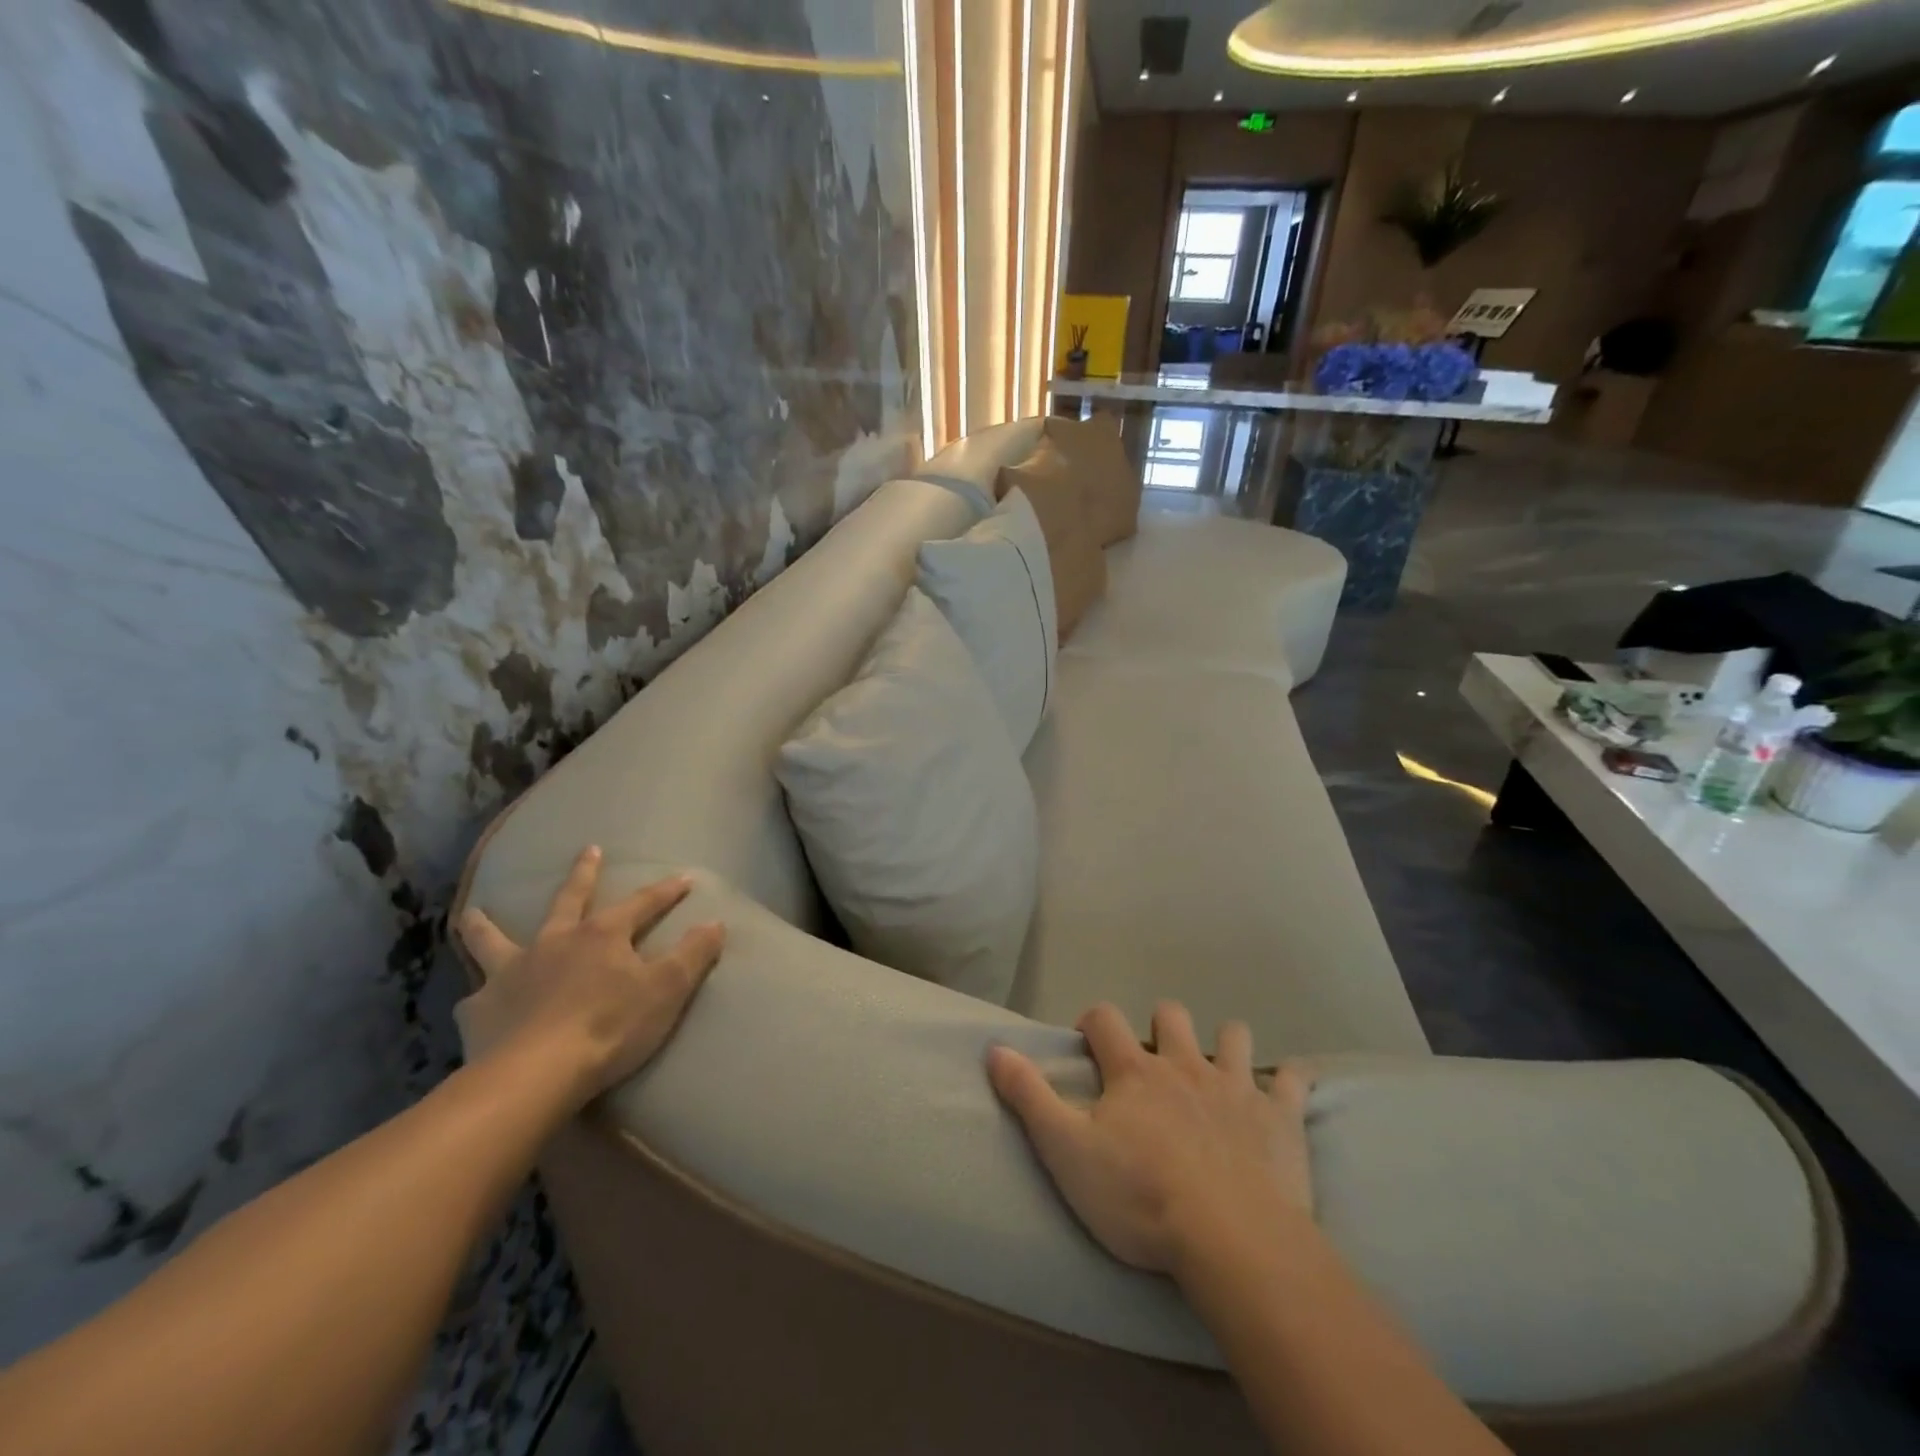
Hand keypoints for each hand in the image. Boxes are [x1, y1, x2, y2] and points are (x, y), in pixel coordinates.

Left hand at [456, 847, 725, 1103]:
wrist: (537, 1074)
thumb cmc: (610, 1027)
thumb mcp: (667, 990)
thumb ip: (693, 955)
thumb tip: (716, 922)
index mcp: (602, 936)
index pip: (642, 903)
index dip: (666, 892)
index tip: (685, 878)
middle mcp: (554, 942)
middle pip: (570, 900)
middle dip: (584, 874)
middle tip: (589, 850)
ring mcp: (511, 973)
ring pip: (494, 940)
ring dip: (485, 926)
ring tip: (472, 913)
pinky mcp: (480, 1010)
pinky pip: (475, 999)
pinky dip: (478, 998)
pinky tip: (475, 1004)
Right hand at [988, 1001, 1313, 1277]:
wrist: (1230, 1239)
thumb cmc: (1139, 1197)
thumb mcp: (1066, 1151)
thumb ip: (1029, 1096)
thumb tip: (993, 1047)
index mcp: (1135, 1071)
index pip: (1105, 1017)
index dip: (1092, 1022)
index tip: (1087, 1044)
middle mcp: (1184, 1064)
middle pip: (1171, 1014)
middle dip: (1160, 1024)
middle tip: (1153, 1062)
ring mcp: (1236, 1086)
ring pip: (1233, 1035)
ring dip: (1224, 1043)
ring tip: (1216, 1072)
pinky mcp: (1281, 1117)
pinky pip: (1293, 1080)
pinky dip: (1288, 1081)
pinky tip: (1284, 1092)